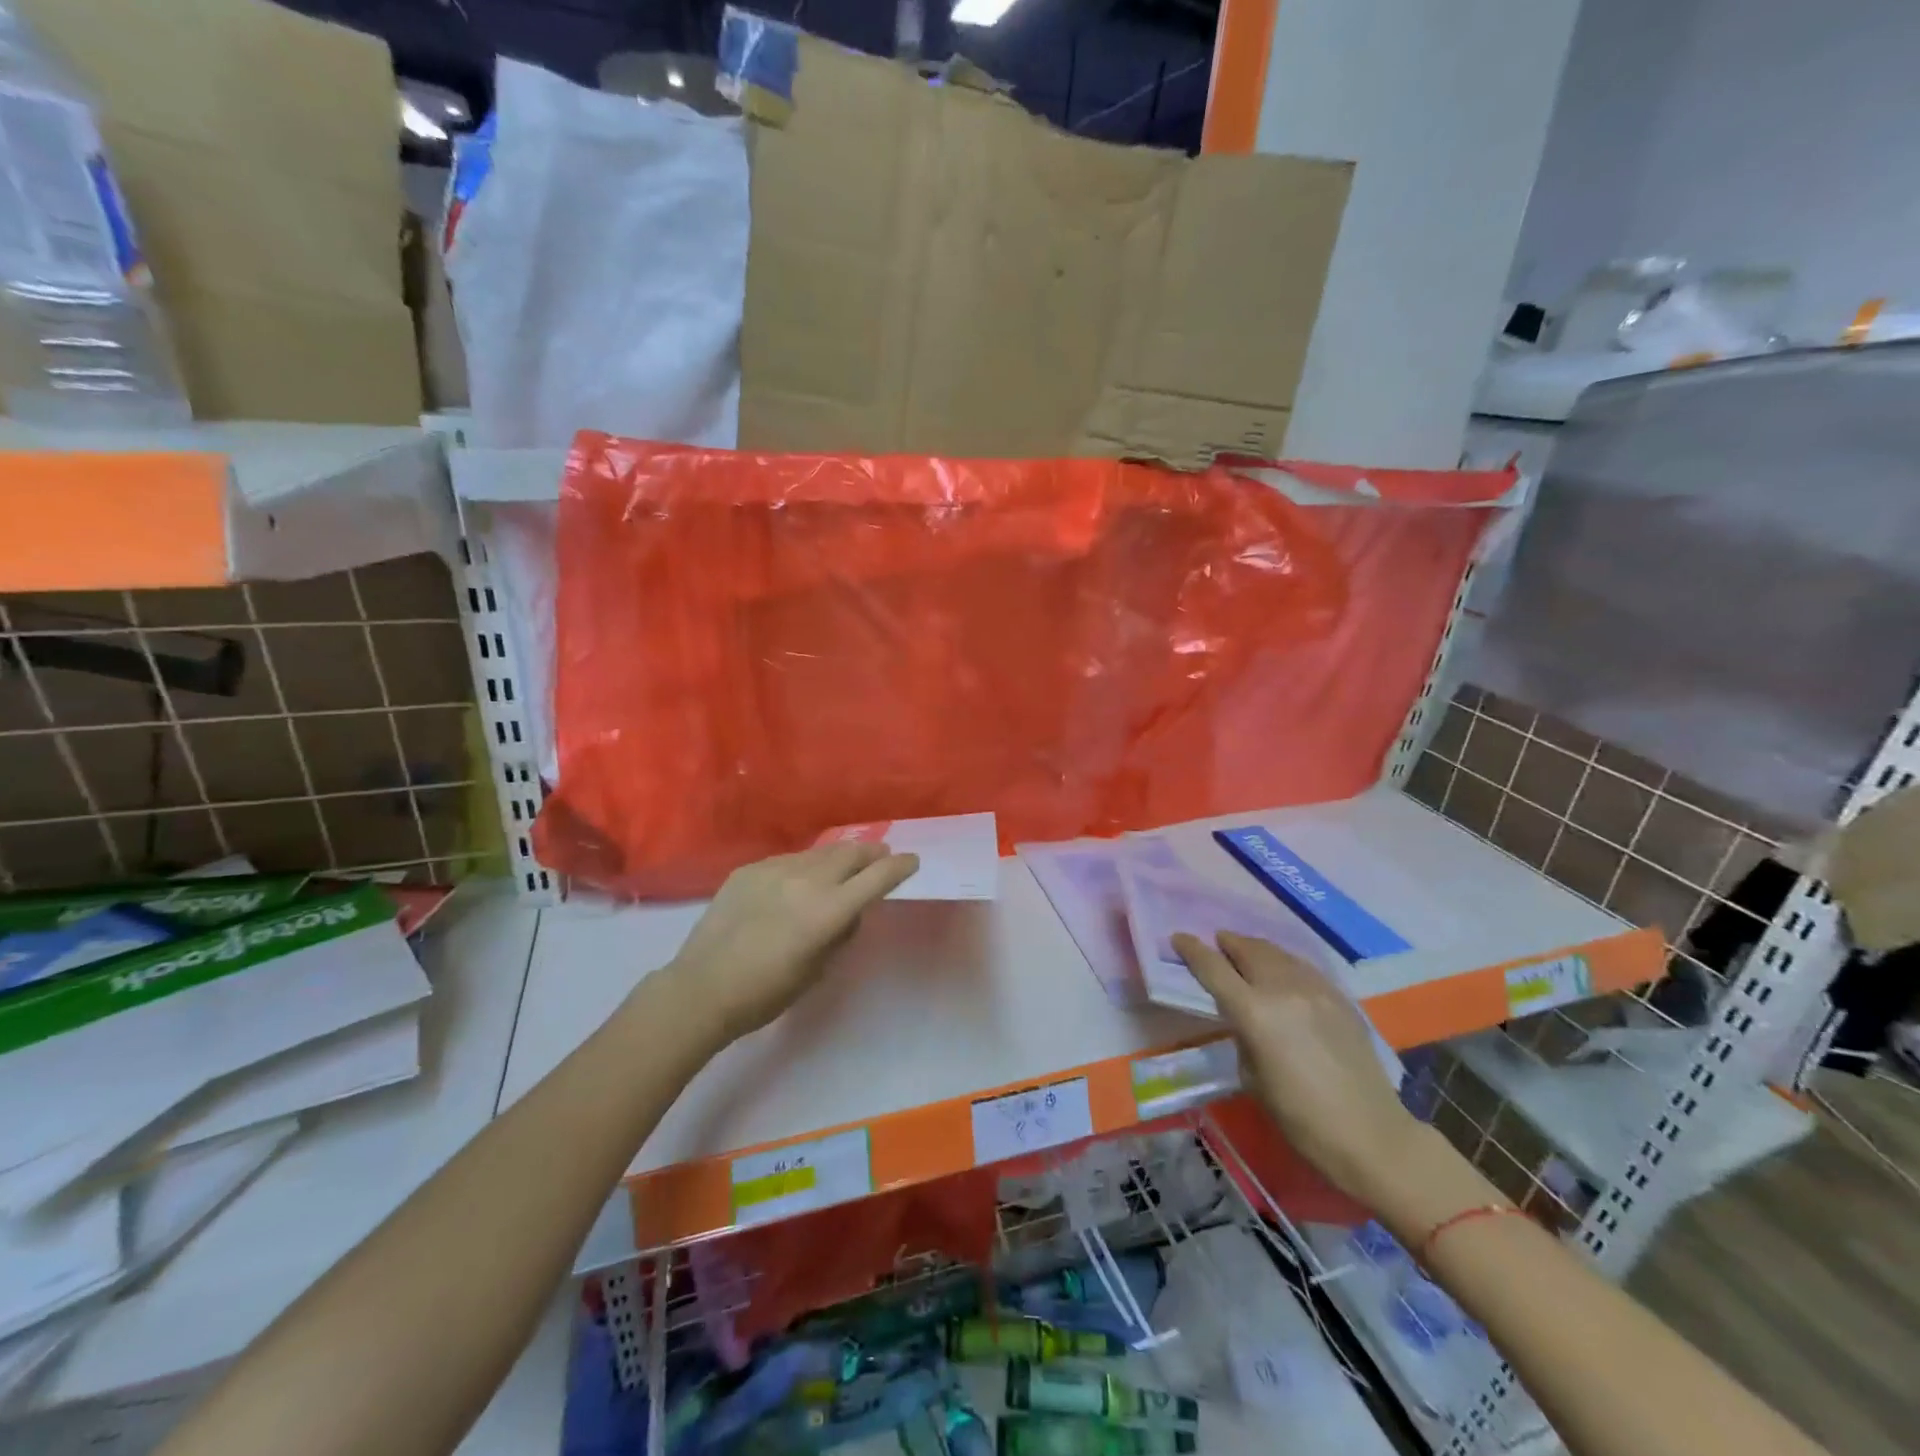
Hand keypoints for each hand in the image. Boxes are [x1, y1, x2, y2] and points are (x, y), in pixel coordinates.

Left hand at [662, 843, 919, 1043]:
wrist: (702, 988)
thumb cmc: (767, 993)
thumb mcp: (818, 970)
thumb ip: (842, 933)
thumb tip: (852, 911)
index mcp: (829, 910)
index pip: (877, 877)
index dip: (899, 867)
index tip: (912, 862)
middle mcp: (806, 880)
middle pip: (851, 853)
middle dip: (872, 853)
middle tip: (880, 856)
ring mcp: (775, 870)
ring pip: (819, 853)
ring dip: (839, 857)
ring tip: (844, 863)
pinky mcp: (749, 869)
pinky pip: (788, 860)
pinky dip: (804, 866)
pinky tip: (799, 879)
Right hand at [1173, 930, 1427, 1213]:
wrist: (1372, 1136)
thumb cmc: (1301, 1118)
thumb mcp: (1252, 1078)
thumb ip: (1242, 1035)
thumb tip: (1244, 1017)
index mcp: (1253, 1012)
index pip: (1213, 968)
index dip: (1192, 950)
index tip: (1179, 938)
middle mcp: (1282, 989)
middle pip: (1247, 950)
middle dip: (1227, 944)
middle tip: (1216, 945)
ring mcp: (1315, 989)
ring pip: (1277, 953)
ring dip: (1255, 949)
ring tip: (1246, 953)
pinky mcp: (1339, 997)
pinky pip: (1302, 967)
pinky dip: (1284, 963)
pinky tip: (1282, 973)